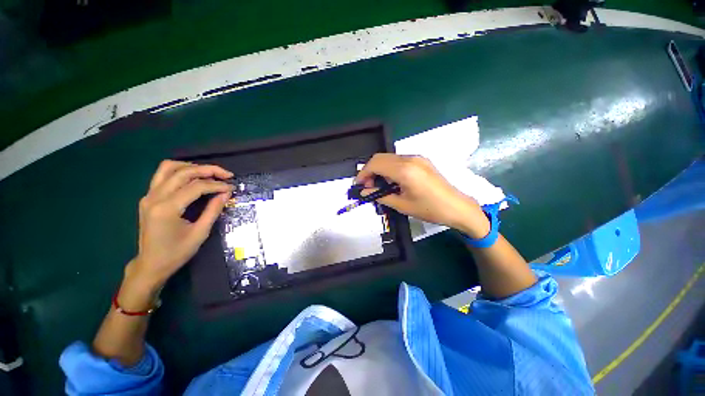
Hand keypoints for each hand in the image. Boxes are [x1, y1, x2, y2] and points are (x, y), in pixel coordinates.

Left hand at [128, 160, 233, 289]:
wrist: (150, 264)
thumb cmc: (176, 253)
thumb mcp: (200, 233)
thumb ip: (213, 210)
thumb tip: (226, 194)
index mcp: (167, 209)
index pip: (196, 187)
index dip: (217, 185)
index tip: (231, 188)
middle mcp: (154, 197)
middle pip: (183, 172)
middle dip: (208, 170)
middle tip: (226, 175)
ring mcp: (148, 196)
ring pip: (168, 168)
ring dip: (191, 167)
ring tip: (210, 173)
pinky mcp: (148, 197)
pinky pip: (163, 175)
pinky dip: (180, 171)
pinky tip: (193, 178)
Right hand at [356, 154, 489, 237]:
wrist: (457, 207)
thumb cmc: (430, 209)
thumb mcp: (402, 205)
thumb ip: (381, 195)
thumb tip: (364, 192)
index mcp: (404, 170)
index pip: (375, 164)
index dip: (363, 174)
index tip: (358, 185)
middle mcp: (410, 158)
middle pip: (380, 157)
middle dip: (369, 170)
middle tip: (368, 187)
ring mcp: (417, 158)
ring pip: (389, 158)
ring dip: (379, 169)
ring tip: (379, 186)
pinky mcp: (421, 160)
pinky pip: (399, 160)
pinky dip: (390, 169)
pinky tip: (392, 182)